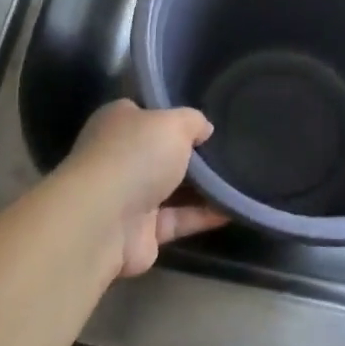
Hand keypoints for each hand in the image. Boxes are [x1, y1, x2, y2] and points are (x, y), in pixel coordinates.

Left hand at [55, 100, 223, 277]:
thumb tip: (204, 129)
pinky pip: (179, 218)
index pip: (147, 114)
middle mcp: (120, 157)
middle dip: (192, 154)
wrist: (104, 221)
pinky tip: (234, 208)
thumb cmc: (136, 156)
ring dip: (203, 187)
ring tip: (240, 178)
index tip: (205, 121)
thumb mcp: (173, 123)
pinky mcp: (141, 231)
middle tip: (230, 149)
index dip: (174, 115)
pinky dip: (204, 215)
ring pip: (172, 188)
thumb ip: (193, 121)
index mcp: (118, 122)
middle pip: (161, 152)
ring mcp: (128, 196)